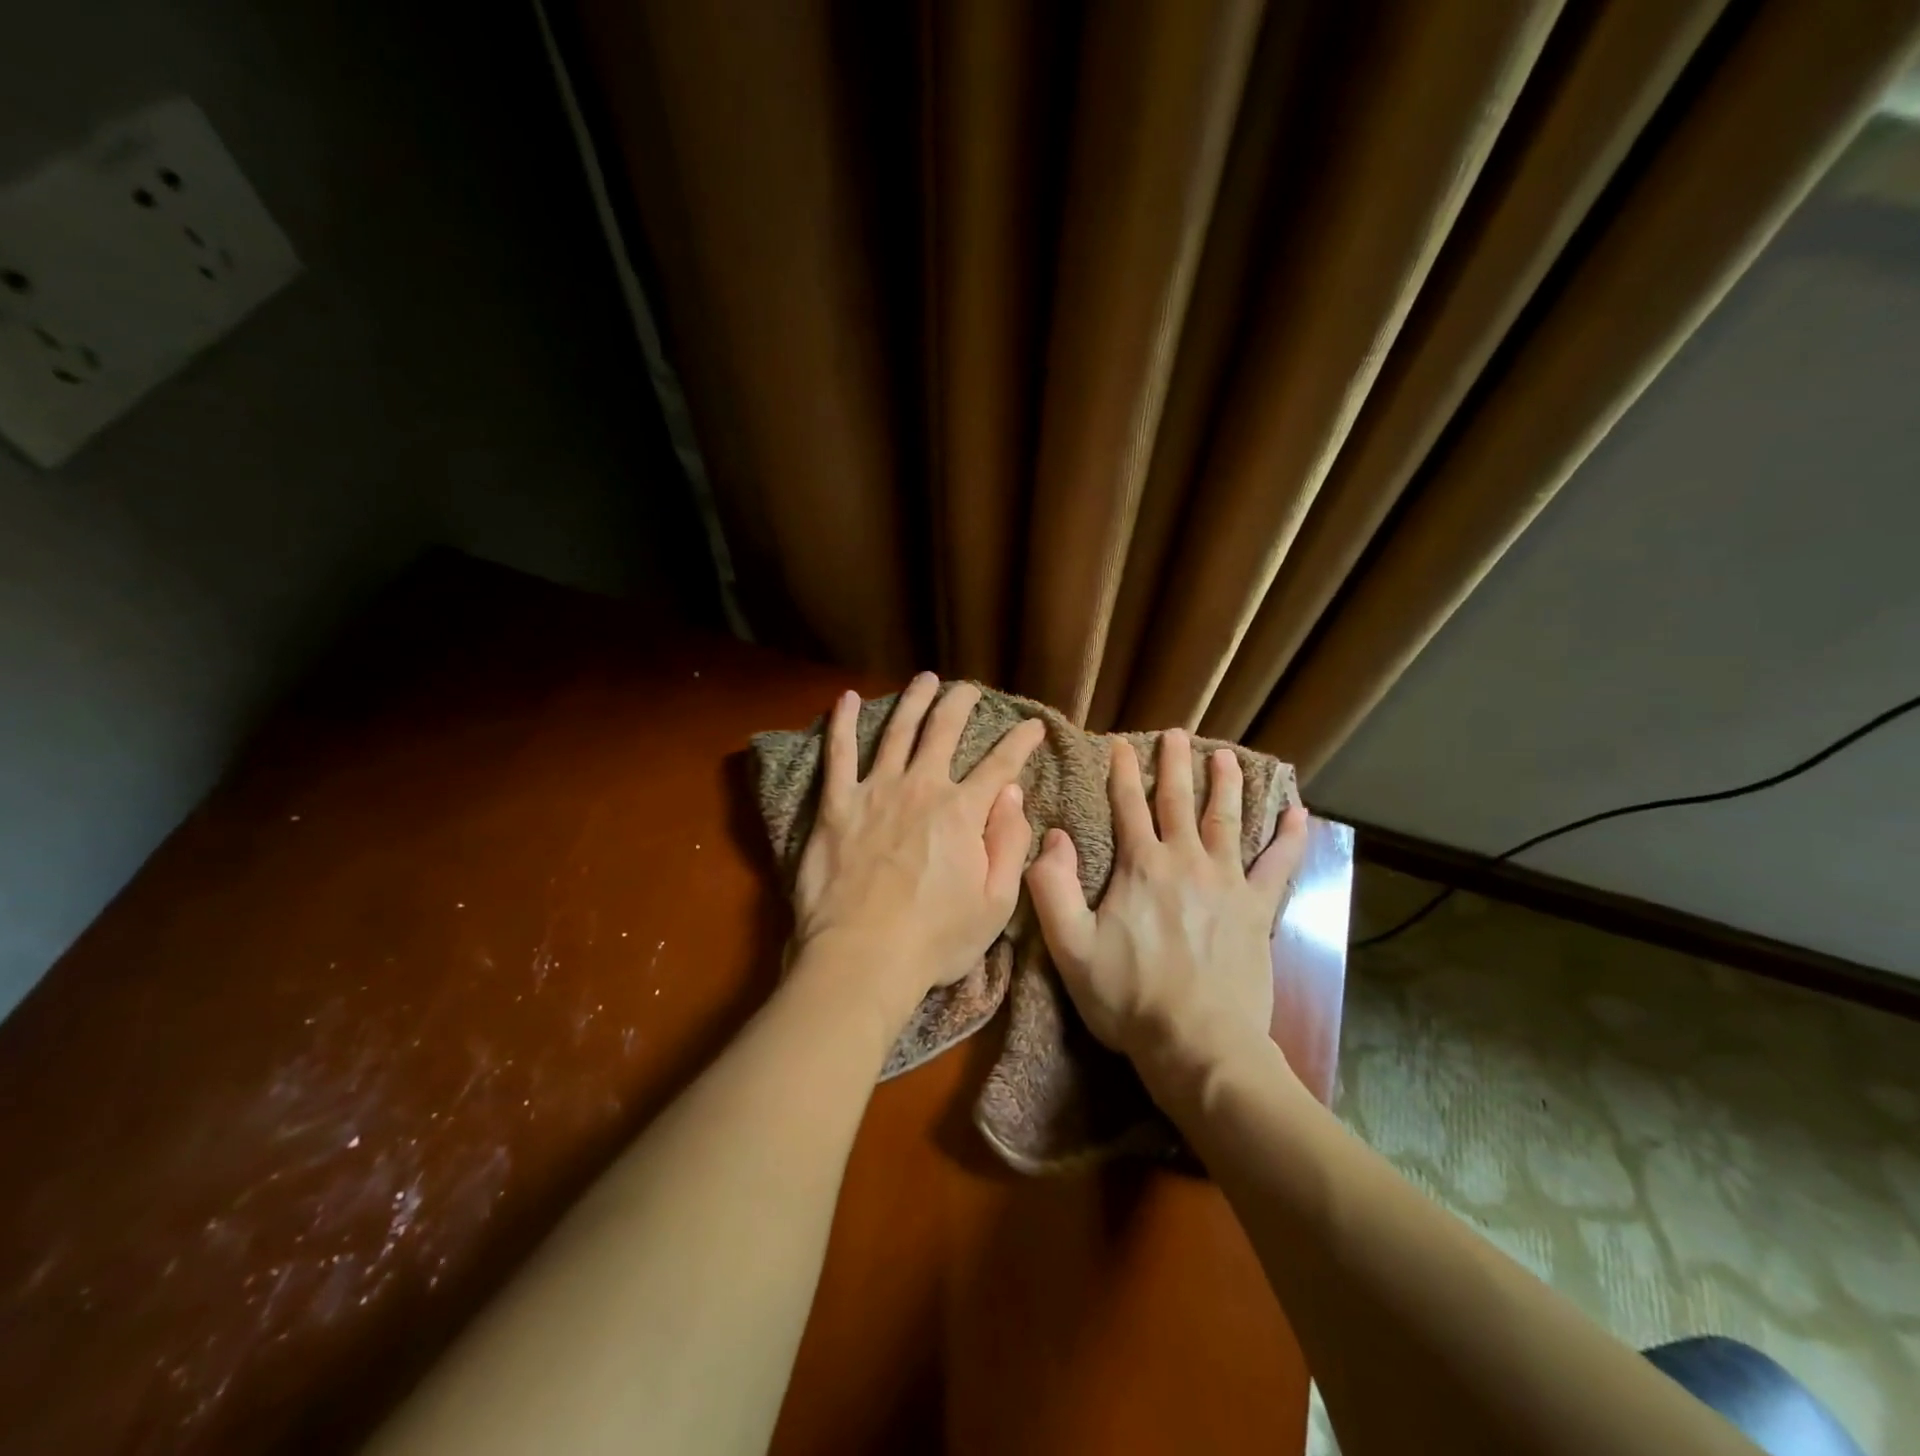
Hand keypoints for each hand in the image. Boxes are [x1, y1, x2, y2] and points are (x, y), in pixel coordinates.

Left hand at [791, 673, 1045, 1027]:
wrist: (862, 957)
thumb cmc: (934, 939)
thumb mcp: (996, 903)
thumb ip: (1009, 843)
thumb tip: (1013, 794)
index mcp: (963, 812)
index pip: (1000, 765)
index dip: (1021, 741)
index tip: (1034, 725)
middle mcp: (921, 788)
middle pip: (944, 732)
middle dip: (961, 704)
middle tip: (969, 689)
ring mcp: (876, 791)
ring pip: (897, 731)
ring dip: (914, 700)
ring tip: (925, 680)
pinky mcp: (836, 805)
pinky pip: (837, 754)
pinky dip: (841, 722)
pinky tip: (844, 697)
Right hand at [1025, 729, 1309, 1077]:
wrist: (1198, 1043)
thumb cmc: (1128, 997)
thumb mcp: (1070, 947)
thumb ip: (1053, 887)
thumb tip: (1052, 835)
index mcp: (1141, 867)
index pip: (1128, 807)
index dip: (1122, 773)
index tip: (1120, 745)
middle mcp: (1185, 862)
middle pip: (1179, 801)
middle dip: (1175, 765)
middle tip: (1177, 734)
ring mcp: (1227, 883)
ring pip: (1226, 820)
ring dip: (1226, 784)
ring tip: (1226, 755)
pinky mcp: (1257, 910)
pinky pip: (1279, 865)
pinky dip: (1290, 837)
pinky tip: (1299, 812)